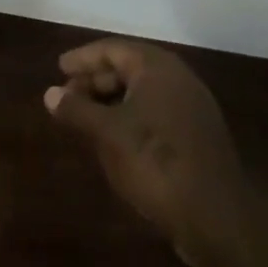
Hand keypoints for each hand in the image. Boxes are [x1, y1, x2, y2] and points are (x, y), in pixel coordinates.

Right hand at [44, 40, 247, 266]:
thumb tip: (50, 93)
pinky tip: (115, 138)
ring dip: (112, 100)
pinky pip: (156, 112)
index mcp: (157, 67)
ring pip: (143, 92)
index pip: (113, 49)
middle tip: (68, 96)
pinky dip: (131, 116)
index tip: (59, 67)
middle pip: (129, 67)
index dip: (83, 58)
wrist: (216, 217)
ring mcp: (192, 107)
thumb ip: (78, 110)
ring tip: (85, 117)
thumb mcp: (108, 134)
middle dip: (96, 80)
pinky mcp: (197, 135)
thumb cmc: (155, 162)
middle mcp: (178, 78)